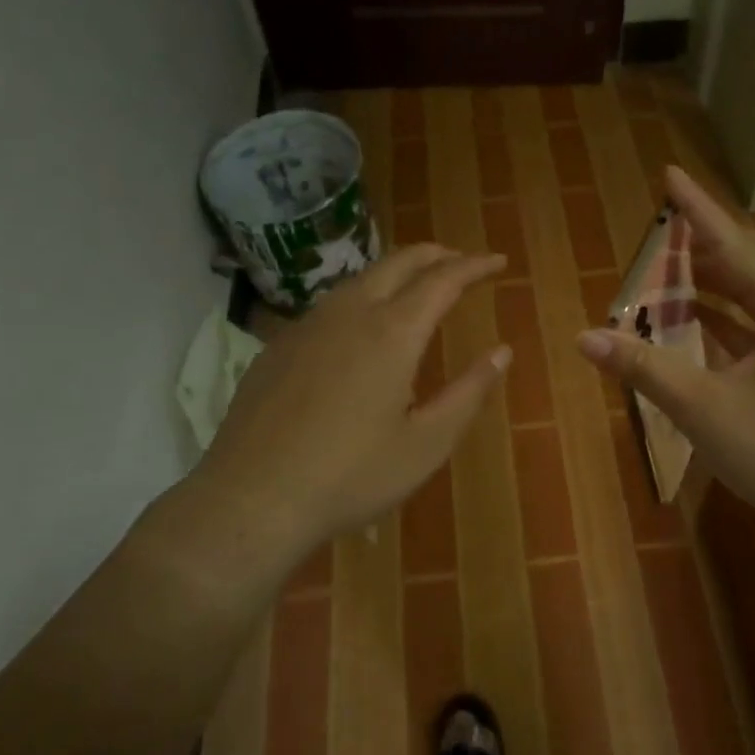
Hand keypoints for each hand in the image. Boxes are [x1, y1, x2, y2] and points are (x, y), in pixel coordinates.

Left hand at [189, 244, 509, 572]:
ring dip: (396, 272)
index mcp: (392, 333)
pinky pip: (329, 305)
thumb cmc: (351, 477)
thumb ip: (468, 393)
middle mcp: (349, 314)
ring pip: (359, 279)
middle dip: (436, 255)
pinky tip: (360, 327)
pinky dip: (361, 297)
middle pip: (398, 263)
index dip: (474, 266)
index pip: (443, 280)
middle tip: (462, 261)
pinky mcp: (278, 346)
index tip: (498, 261)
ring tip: (417, 286)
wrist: (251, 498)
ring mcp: (307, 326)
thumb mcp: (426, 444)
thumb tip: (502, 352)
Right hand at [576, 167, 754, 534]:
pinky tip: (694, 317)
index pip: (733, 244)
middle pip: (751, 258)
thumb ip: (645, 368)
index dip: (696, 209)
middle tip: (662, 228)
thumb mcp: (704, 410)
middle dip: (704, 240)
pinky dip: (725, 312)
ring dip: (713, 277)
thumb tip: (585, 338)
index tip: (668, 174)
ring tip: (669, 269)